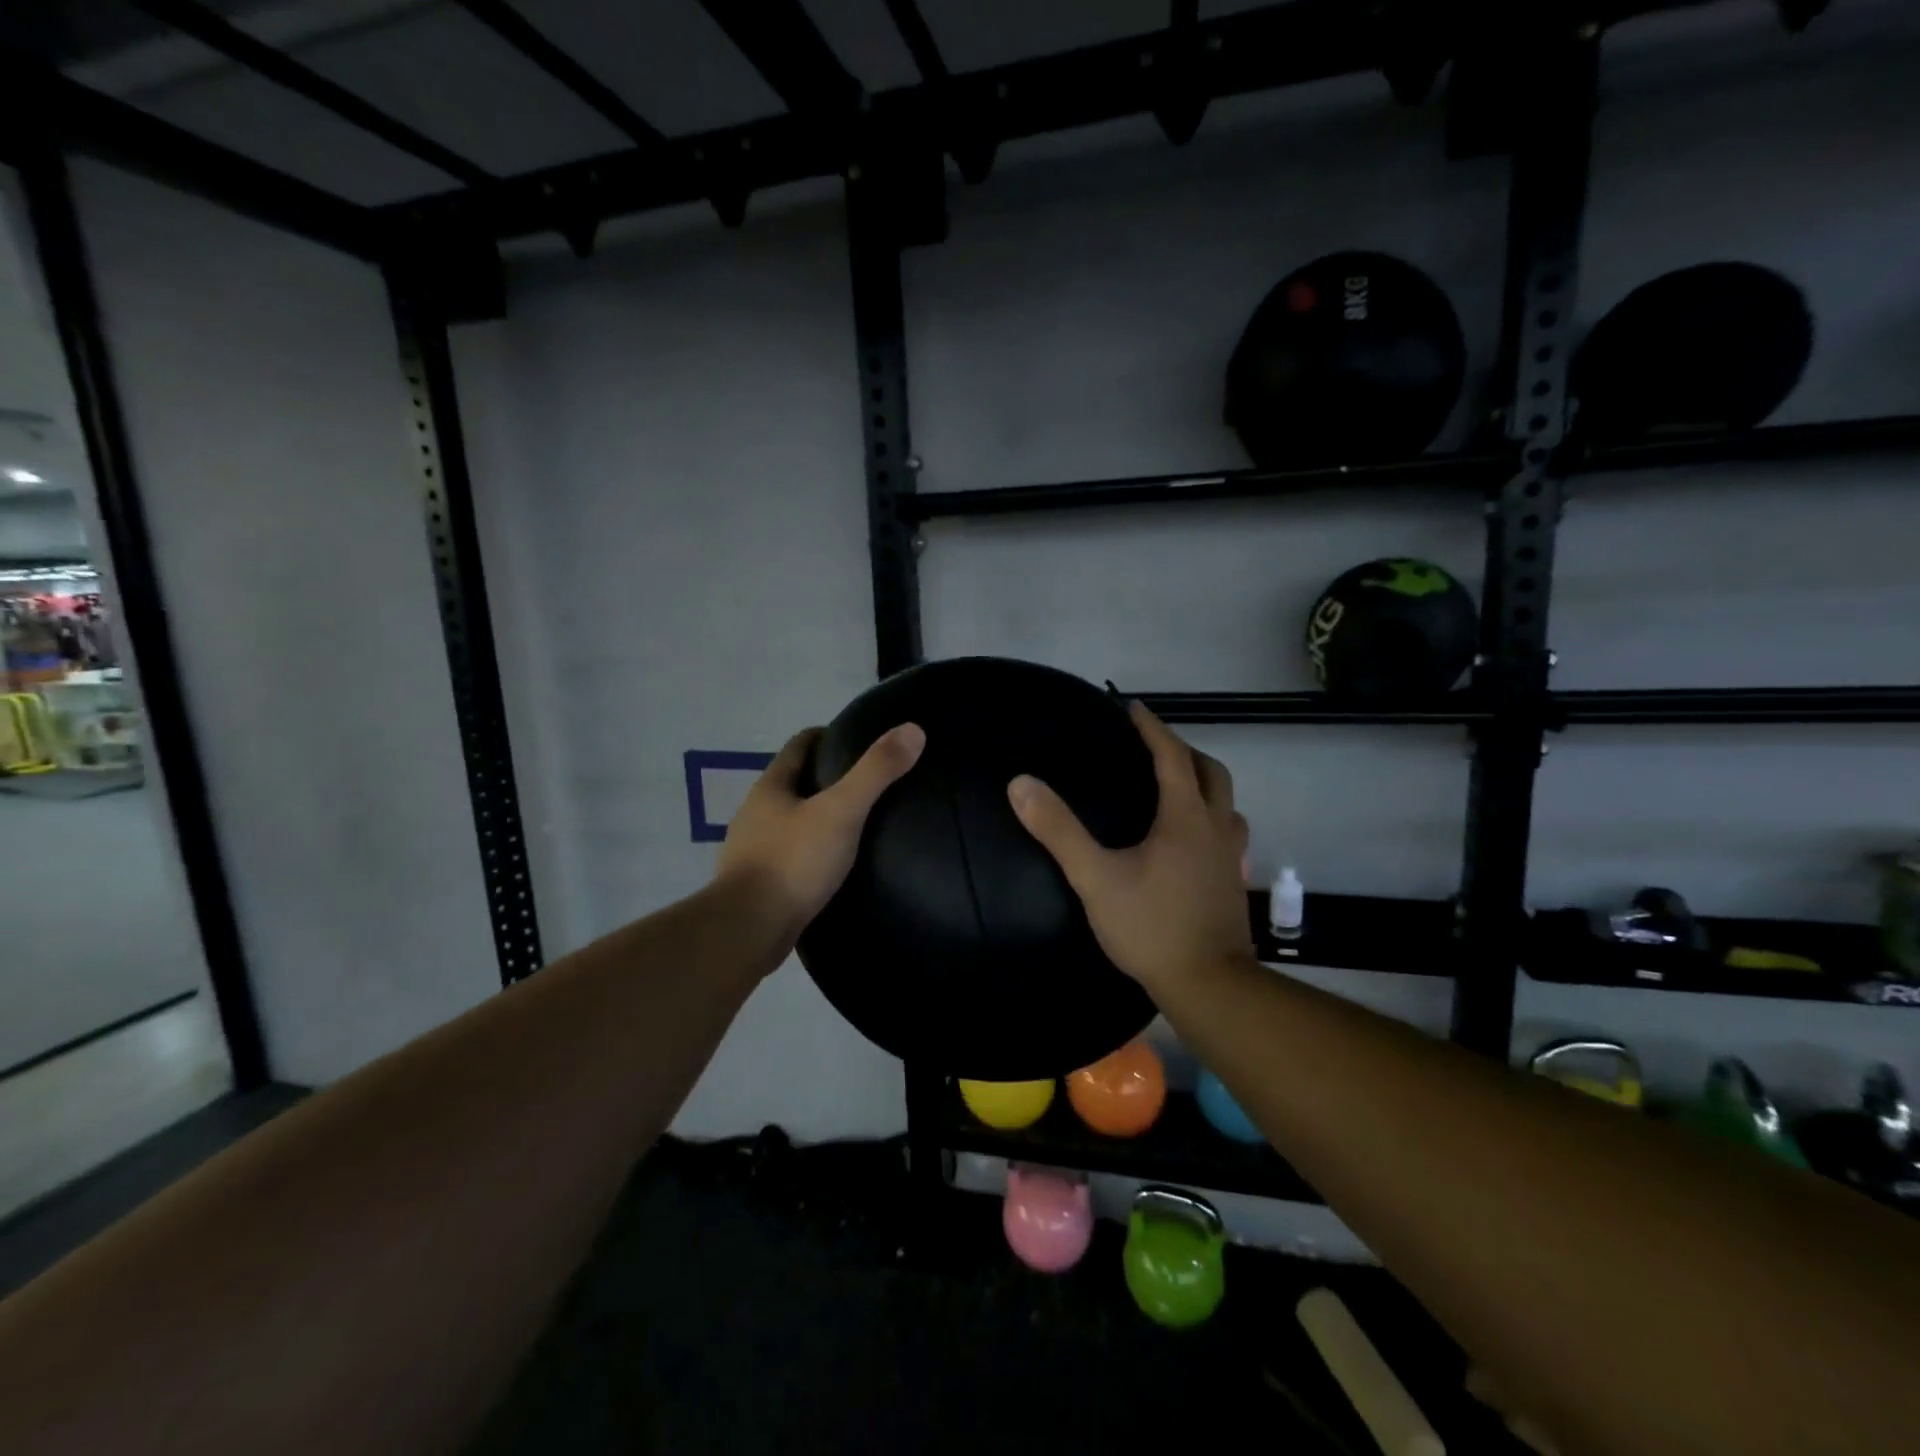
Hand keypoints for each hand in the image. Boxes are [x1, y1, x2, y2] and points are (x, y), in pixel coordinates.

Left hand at [715, 722, 925, 946]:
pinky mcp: (759, 884)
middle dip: (826, 778)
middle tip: (868, 783)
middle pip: (794, 782)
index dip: (827, 736)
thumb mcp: (841, 812)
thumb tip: (912, 730)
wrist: (747, 931)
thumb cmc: (792, 863)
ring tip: (857, 824)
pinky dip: (812, 852)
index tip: (858, 739)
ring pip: (791, 821)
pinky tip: (835, 866)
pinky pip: (790, 856)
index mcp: (770, 787)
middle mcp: (756, 813)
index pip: (799, 745)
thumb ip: (875, 772)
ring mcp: (753, 850)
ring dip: (818, 818)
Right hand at [1008, 701, 1250, 995]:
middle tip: (1153, 747)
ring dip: (1204, 783)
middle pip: (1212, 772)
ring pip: (1227, 803)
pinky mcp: (1233, 882)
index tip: (1132, 708)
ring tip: (1175, 787)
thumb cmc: (1152, 927)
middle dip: (1183, 751)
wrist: (1209, 985)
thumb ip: (1058, 830)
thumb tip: (1021, 784)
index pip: (1172, 756)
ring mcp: (1231, 857)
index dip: (1152, 728)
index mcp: (1186, 817)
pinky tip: (1189, 840)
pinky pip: (1227, 832)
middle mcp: (1216, 828)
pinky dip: (1210, 818)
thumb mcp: (1096, 878)